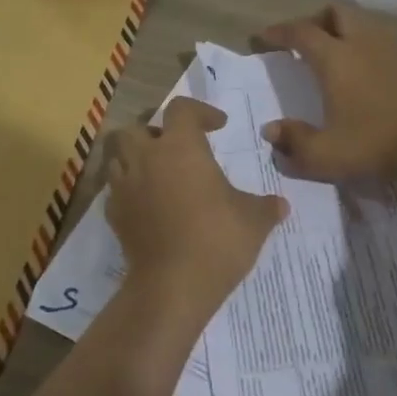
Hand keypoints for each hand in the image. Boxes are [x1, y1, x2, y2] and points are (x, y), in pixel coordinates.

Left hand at [104, 98, 287, 319]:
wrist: (172, 286)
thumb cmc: (217, 240)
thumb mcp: (254, 220)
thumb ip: (266, 206)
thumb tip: (281, 205)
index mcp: (180, 147)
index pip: (181, 109)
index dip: (200, 112)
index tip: (218, 126)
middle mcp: (147, 158)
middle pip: (138, 128)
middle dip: (156, 132)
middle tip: (177, 148)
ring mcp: (125, 187)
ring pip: (118, 156)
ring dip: (136, 158)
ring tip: (158, 173)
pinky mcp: (114, 215)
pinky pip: (116, 190)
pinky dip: (129, 190)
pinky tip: (148, 205)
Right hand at [257, 2, 396, 181]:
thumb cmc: (372, 145)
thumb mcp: (323, 154)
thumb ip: (293, 141)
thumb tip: (271, 130)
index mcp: (335, 58)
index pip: (300, 32)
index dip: (279, 33)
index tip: (263, 39)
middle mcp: (362, 42)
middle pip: (336, 11)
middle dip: (315, 20)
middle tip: (303, 42)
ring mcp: (391, 47)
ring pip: (362, 20)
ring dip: (343, 28)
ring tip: (334, 52)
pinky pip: (382, 37)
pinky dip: (366, 42)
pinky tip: (365, 67)